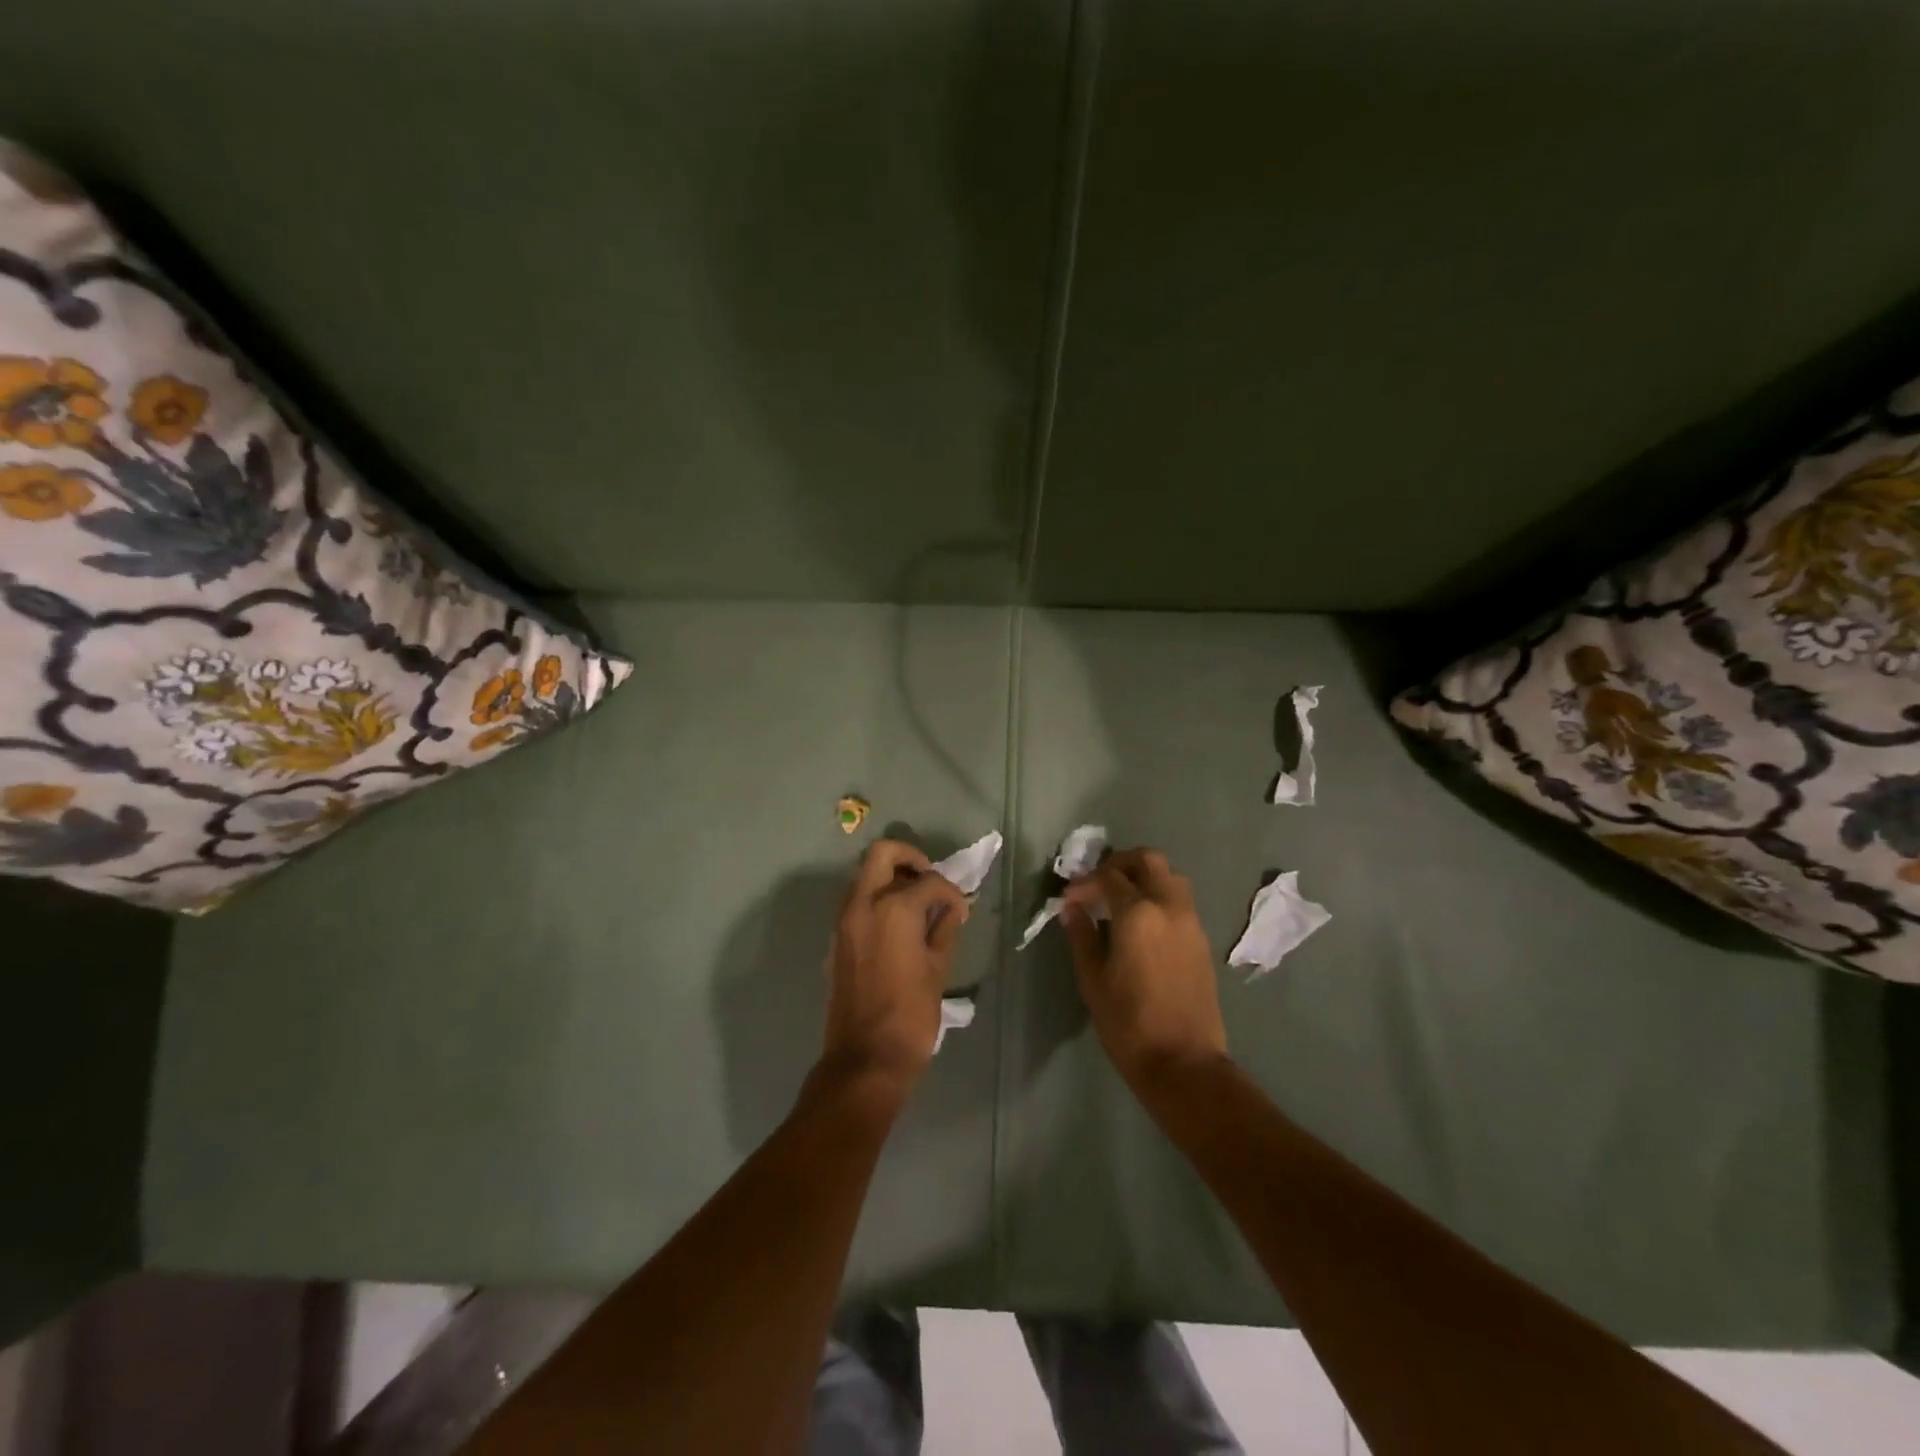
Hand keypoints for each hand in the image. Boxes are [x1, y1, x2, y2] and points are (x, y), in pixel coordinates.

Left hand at [822, 839, 969, 1093]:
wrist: (865, 1058)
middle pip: (883, 854)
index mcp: (893, 908)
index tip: (961, 910)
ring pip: (865, 875)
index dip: (951, 892)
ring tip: (918, 904)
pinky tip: (900, 925)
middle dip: (911, 859)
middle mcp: (862, 904)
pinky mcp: (837, 938)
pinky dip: (877, 899)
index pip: (928, 881)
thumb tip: (953, 909)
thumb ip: (944, 929)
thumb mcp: (937, 969)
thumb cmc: (910, 1015)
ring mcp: (844, 920)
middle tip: (930, 882)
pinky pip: (857, 901)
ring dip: (891, 878)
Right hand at [1062, 848, 1227, 1088]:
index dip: (1085, 882)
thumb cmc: (1128, 1023)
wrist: (1184, 1063)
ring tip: (1120, 901)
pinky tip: (1141, 924)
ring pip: (1170, 876)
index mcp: (1138, 913)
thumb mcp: (1093, 979)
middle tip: (1098, 883)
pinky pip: (1180, 901)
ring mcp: (1191, 921)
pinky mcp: (1201, 939)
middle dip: (1120, 863)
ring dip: (1144, 877)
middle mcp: (1169, 906)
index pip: (1108, 876)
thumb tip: (1071, 908)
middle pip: (1147, 860)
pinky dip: (1159, 897)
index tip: (1069, 899)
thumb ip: (1082, 935)